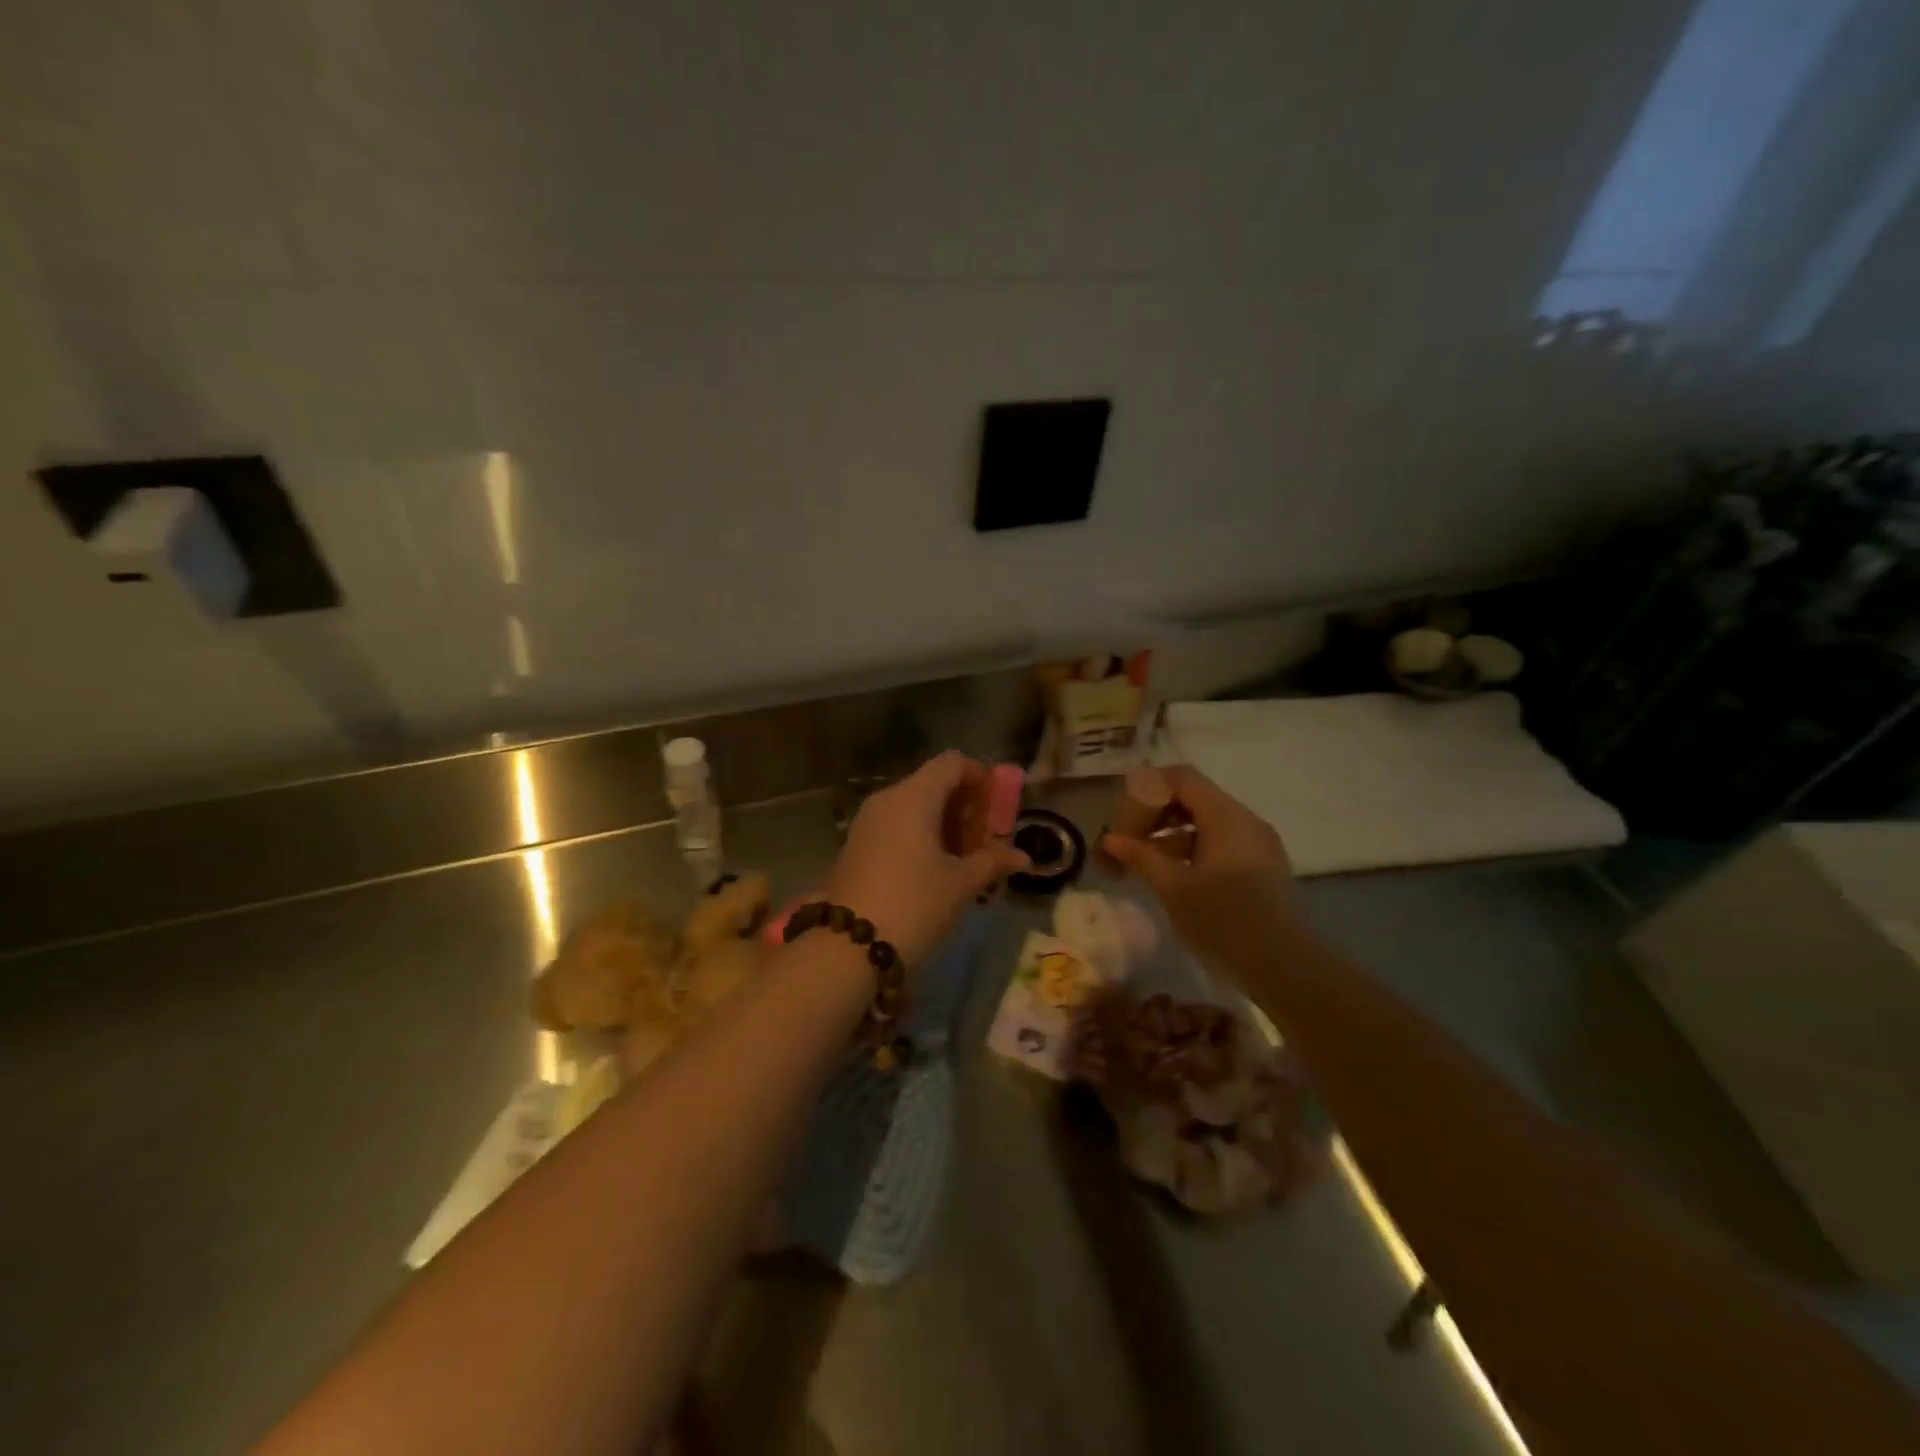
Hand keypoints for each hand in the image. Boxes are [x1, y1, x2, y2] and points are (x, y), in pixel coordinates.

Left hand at [821, 752, 1028, 967]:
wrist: (846, 947)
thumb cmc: (913, 904)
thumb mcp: (961, 884)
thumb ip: (993, 862)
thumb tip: (1022, 857)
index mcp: (914, 796)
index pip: (952, 763)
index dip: (980, 777)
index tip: (997, 809)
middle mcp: (887, 800)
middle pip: (934, 784)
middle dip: (965, 808)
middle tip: (986, 843)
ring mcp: (868, 823)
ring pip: (915, 807)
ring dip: (945, 826)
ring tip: (966, 863)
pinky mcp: (857, 847)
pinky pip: (897, 827)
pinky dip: (922, 838)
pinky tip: (937, 872)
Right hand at [1101, 766, 1301, 975]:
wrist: (1284, 966)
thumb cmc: (1224, 921)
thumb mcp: (1174, 888)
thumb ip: (1141, 857)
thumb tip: (1111, 839)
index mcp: (1225, 816)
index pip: (1179, 777)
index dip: (1145, 791)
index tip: (1124, 823)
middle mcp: (1244, 820)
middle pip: (1190, 796)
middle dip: (1152, 815)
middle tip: (1125, 845)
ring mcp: (1256, 843)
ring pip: (1202, 821)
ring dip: (1167, 835)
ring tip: (1141, 866)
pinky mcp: (1260, 866)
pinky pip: (1218, 842)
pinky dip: (1189, 850)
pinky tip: (1170, 878)